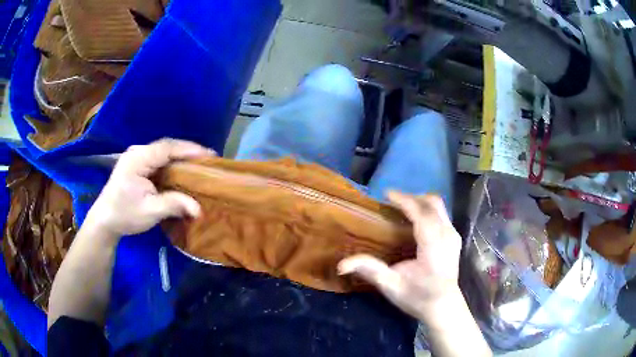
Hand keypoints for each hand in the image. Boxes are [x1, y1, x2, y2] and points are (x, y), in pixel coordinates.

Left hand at [85, 139, 215, 237]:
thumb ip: (174, 205)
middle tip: (208, 160)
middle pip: (166, 146)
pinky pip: (157, 158)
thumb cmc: (125, 215)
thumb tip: (199, 209)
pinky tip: (180, 169)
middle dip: (187, 151)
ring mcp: (135, 157)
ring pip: (162, 151)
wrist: (104, 221)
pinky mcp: (136, 164)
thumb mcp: (150, 212)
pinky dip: (171, 162)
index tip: (209, 155)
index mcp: (138, 159)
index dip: (189, 149)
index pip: (167, 148)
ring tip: (198, 163)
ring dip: (180, 156)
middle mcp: (137, 152)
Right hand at [338, 191, 462, 321]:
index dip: (404, 200)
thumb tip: (342, 265)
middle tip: (392, 201)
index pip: (421, 215)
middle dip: (412, 197)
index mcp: (433, 248)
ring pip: (439, 206)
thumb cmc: (418, 297)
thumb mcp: (391, 286)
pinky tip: (415, 219)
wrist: (443, 306)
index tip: (386, 194)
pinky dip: (427, 209)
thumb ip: (370, 271)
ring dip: (420, 202)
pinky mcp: (455, 237)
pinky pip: (441, 213)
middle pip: (432, 204)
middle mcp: (447, 236)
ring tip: (401, 208)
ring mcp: (453, 235)